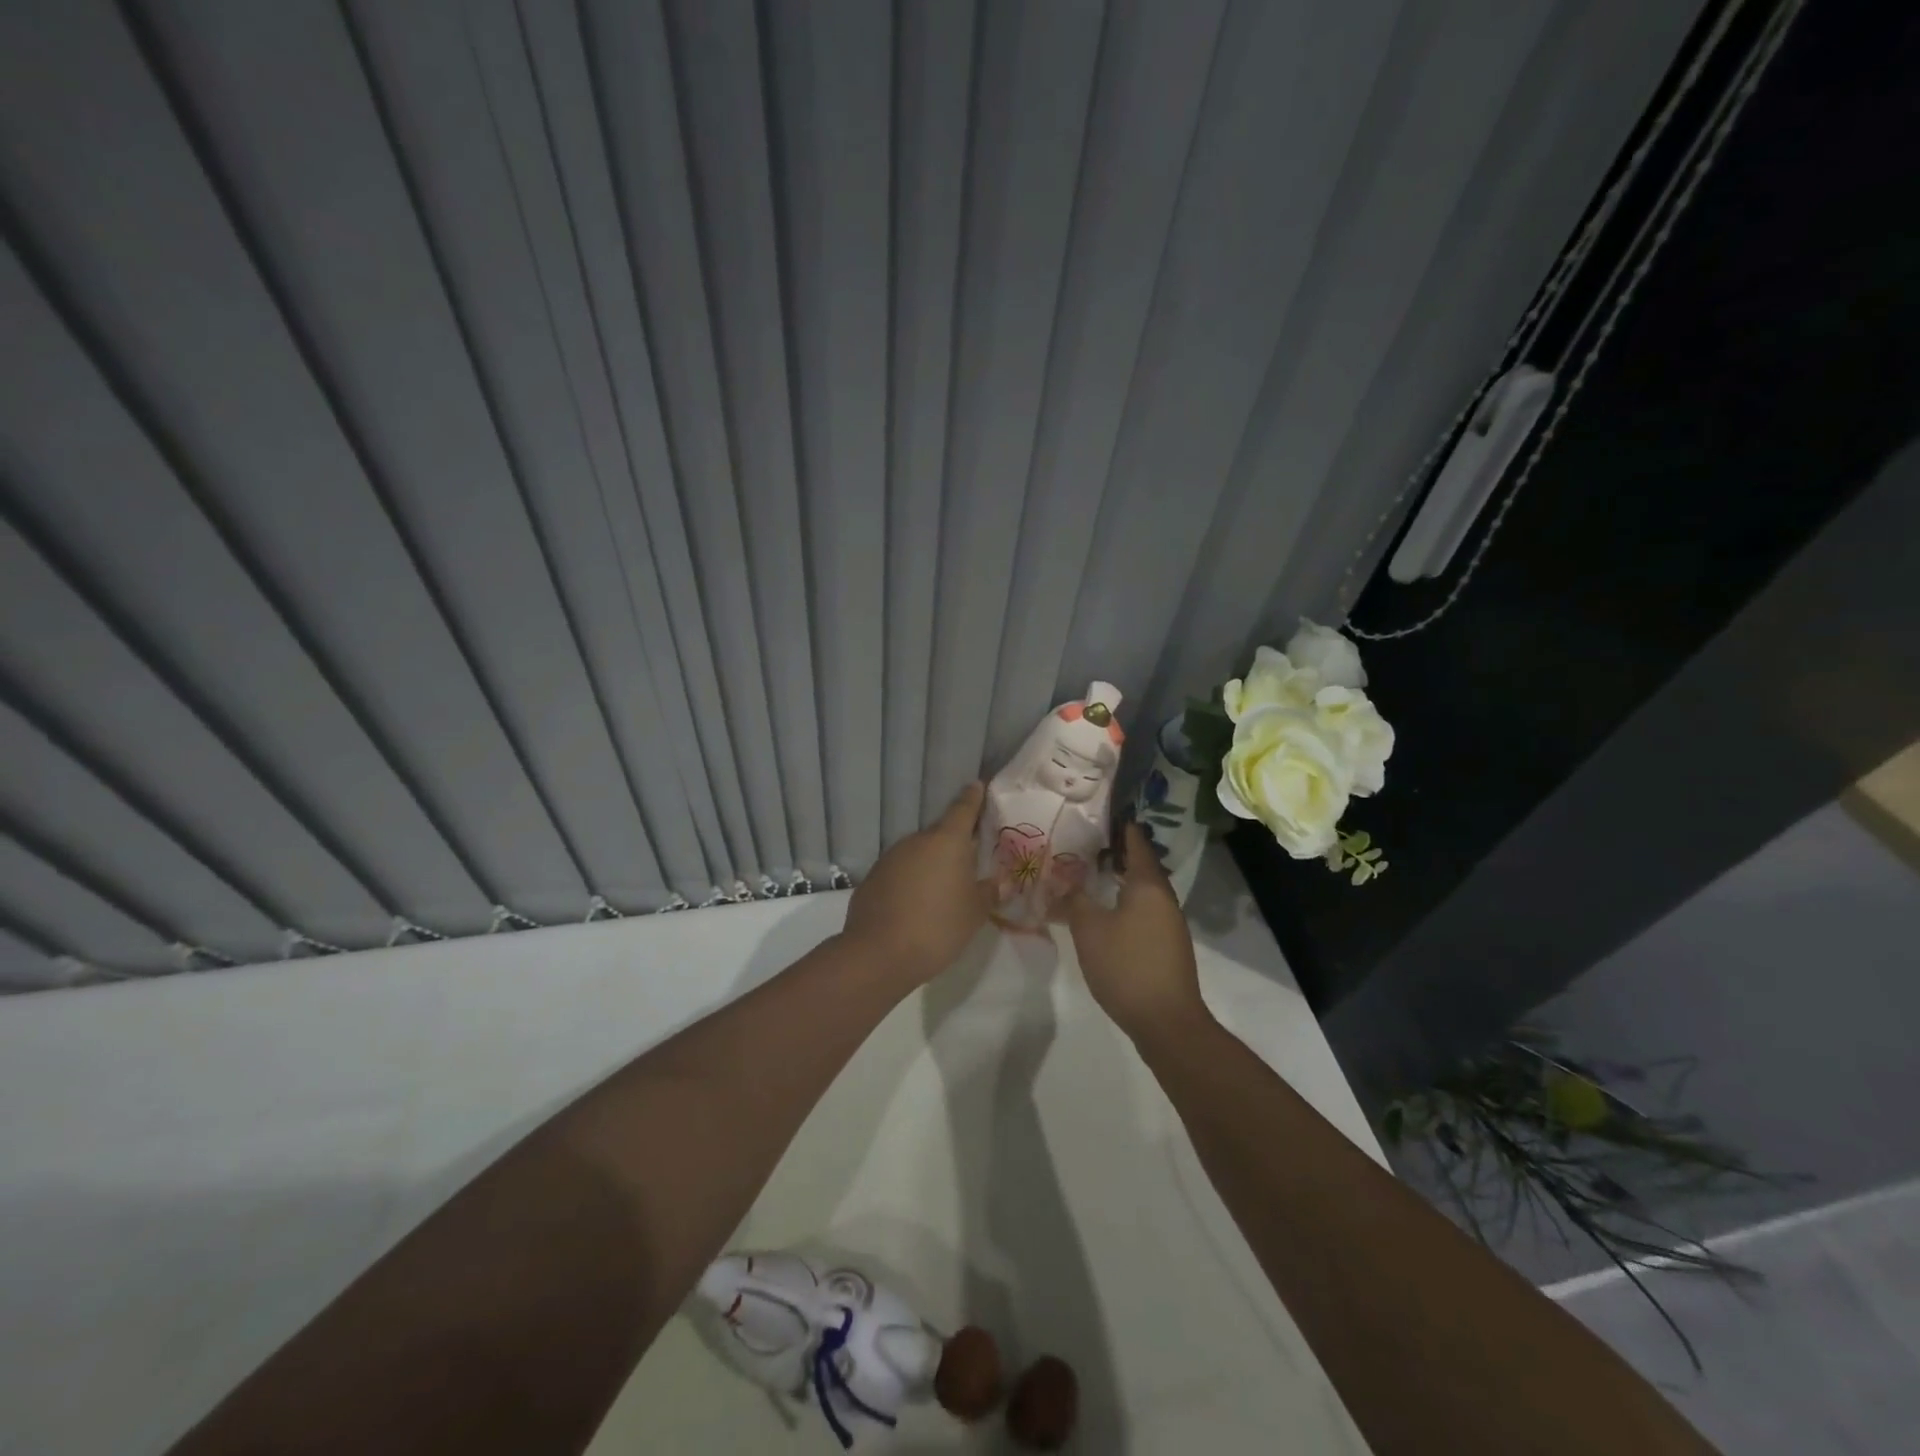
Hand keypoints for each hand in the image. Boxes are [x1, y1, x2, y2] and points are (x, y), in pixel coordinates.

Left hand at [842, 782, 991, 983]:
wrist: (879, 953)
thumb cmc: (938, 926)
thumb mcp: (974, 913)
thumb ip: (990, 893)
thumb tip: (1001, 882)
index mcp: (947, 841)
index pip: (963, 808)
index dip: (973, 797)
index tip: (977, 785)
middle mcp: (917, 840)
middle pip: (940, 833)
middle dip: (954, 843)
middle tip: (969, 858)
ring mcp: (890, 857)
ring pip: (918, 853)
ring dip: (931, 864)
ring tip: (943, 888)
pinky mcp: (872, 878)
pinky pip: (899, 872)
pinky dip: (910, 881)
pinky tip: (916, 905)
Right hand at [1066, 822, 1207, 1040]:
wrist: (1166, 1021)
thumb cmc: (1126, 966)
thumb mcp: (1089, 930)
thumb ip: (1075, 900)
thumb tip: (1065, 881)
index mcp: (1148, 886)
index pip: (1137, 844)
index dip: (1123, 828)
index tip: (1106, 815)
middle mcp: (1165, 899)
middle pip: (1144, 866)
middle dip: (1121, 854)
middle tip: (1092, 844)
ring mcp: (1171, 924)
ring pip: (1146, 891)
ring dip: (1125, 880)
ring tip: (1097, 874)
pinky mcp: (1169, 946)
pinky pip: (1147, 911)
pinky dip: (1129, 902)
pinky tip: (1110, 912)